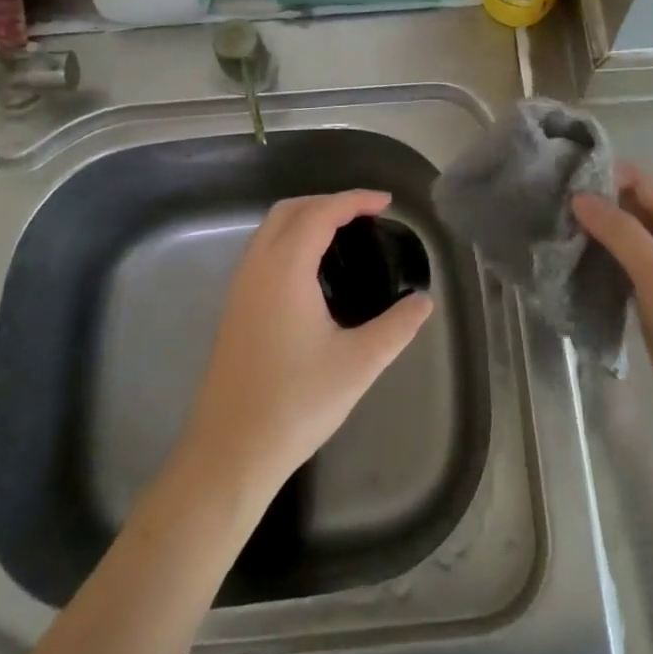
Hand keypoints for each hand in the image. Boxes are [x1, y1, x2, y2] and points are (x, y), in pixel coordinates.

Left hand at [177, 190, 432, 504]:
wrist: (229, 453)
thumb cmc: (295, 404)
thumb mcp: (358, 364)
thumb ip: (396, 328)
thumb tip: (424, 302)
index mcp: (285, 269)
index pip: (321, 212)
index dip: (355, 200)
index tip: (387, 203)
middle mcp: (257, 267)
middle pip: (291, 210)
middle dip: (329, 202)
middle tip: (366, 215)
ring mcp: (240, 287)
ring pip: (270, 229)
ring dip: (306, 218)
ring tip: (343, 235)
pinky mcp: (234, 308)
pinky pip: (262, 250)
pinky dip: (289, 239)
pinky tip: (311, 270)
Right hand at [574, 165, 652, 459]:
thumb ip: (620, 231)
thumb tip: (579, 196)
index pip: (641, 184)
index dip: (605, 176)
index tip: (562, 178)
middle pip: (630, 211)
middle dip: (594, 206)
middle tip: (547, 206)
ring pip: (622, 243)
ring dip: (592, 236)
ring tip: (550, 232)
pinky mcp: (650, 303)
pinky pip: (619, 273)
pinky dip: (597, 266)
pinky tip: (567, 266)